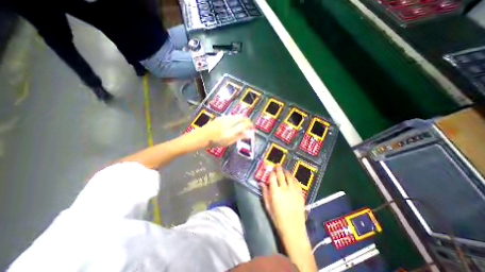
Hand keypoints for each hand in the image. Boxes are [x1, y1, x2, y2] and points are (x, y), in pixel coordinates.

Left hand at [198, 115, 254, 148]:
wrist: (201, 136)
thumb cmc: (214, 142)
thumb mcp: (228, 142)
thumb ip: (239, 137)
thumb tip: (249, 135)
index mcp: (230, 131)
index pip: (244, 124)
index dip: (251, 126)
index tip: (253, 129)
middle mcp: (228, 122)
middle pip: (242, 118)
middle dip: (248, 121)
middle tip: (249, 127)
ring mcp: (224, 118)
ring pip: (237, 116)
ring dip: (242, 120)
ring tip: (243, 126)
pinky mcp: (221, 117)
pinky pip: (232, 116)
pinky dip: (237, 119)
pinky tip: (235, 125)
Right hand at [261, 165, 305, 236]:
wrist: (293, 228)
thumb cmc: (277, 218)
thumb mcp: (268, 206)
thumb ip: (264, 192)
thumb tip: (261, 183)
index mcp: (275, 192)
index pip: (272, 177)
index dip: (271, 172)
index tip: (271, 170)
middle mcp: (284, 189)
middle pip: (281, 175)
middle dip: (278, 168)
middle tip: (277, 164)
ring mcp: (293, 190)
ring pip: (289, 176)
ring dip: (286, 171)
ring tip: (284, 169)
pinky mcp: (300, 193)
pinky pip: (296, 182)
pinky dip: (293, 177)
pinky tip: (291, 176)